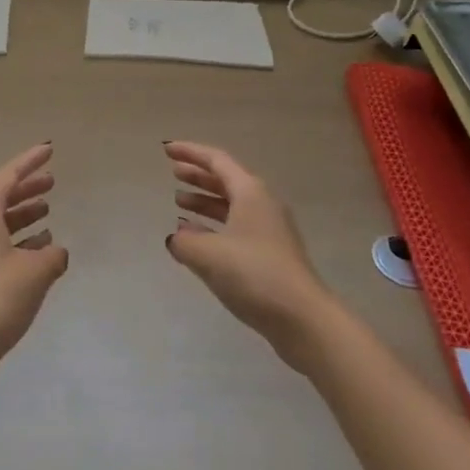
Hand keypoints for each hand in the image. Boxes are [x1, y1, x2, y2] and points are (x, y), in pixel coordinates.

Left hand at [0, 143, 68, 394]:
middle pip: (1, 198)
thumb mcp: (35, 272)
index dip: (30, 161)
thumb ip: (53, 255)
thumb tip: (56, 252)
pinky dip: (19, 241)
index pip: (8, 176)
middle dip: (27, 188)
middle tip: (52, 181)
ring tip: (48, 213)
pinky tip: (40, 251)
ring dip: (24, 216)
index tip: (49, 150)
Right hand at [163, 141, 337, 370]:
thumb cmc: (254, 274)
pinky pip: (236, 227)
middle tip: (173, 172)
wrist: (303, 319)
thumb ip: (184, 241)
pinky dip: (214, 226)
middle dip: (198, 175)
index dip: (190, 152)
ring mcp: (269, 230)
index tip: (167, 150)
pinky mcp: (271, 254)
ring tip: (179, 203)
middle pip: (226, 180)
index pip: (216, 160)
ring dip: (205, 201)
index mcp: (250, 192)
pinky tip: (197, 239)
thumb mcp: (208, 255)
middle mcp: (262, 204)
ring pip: (231, 205)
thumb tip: (176, 237)